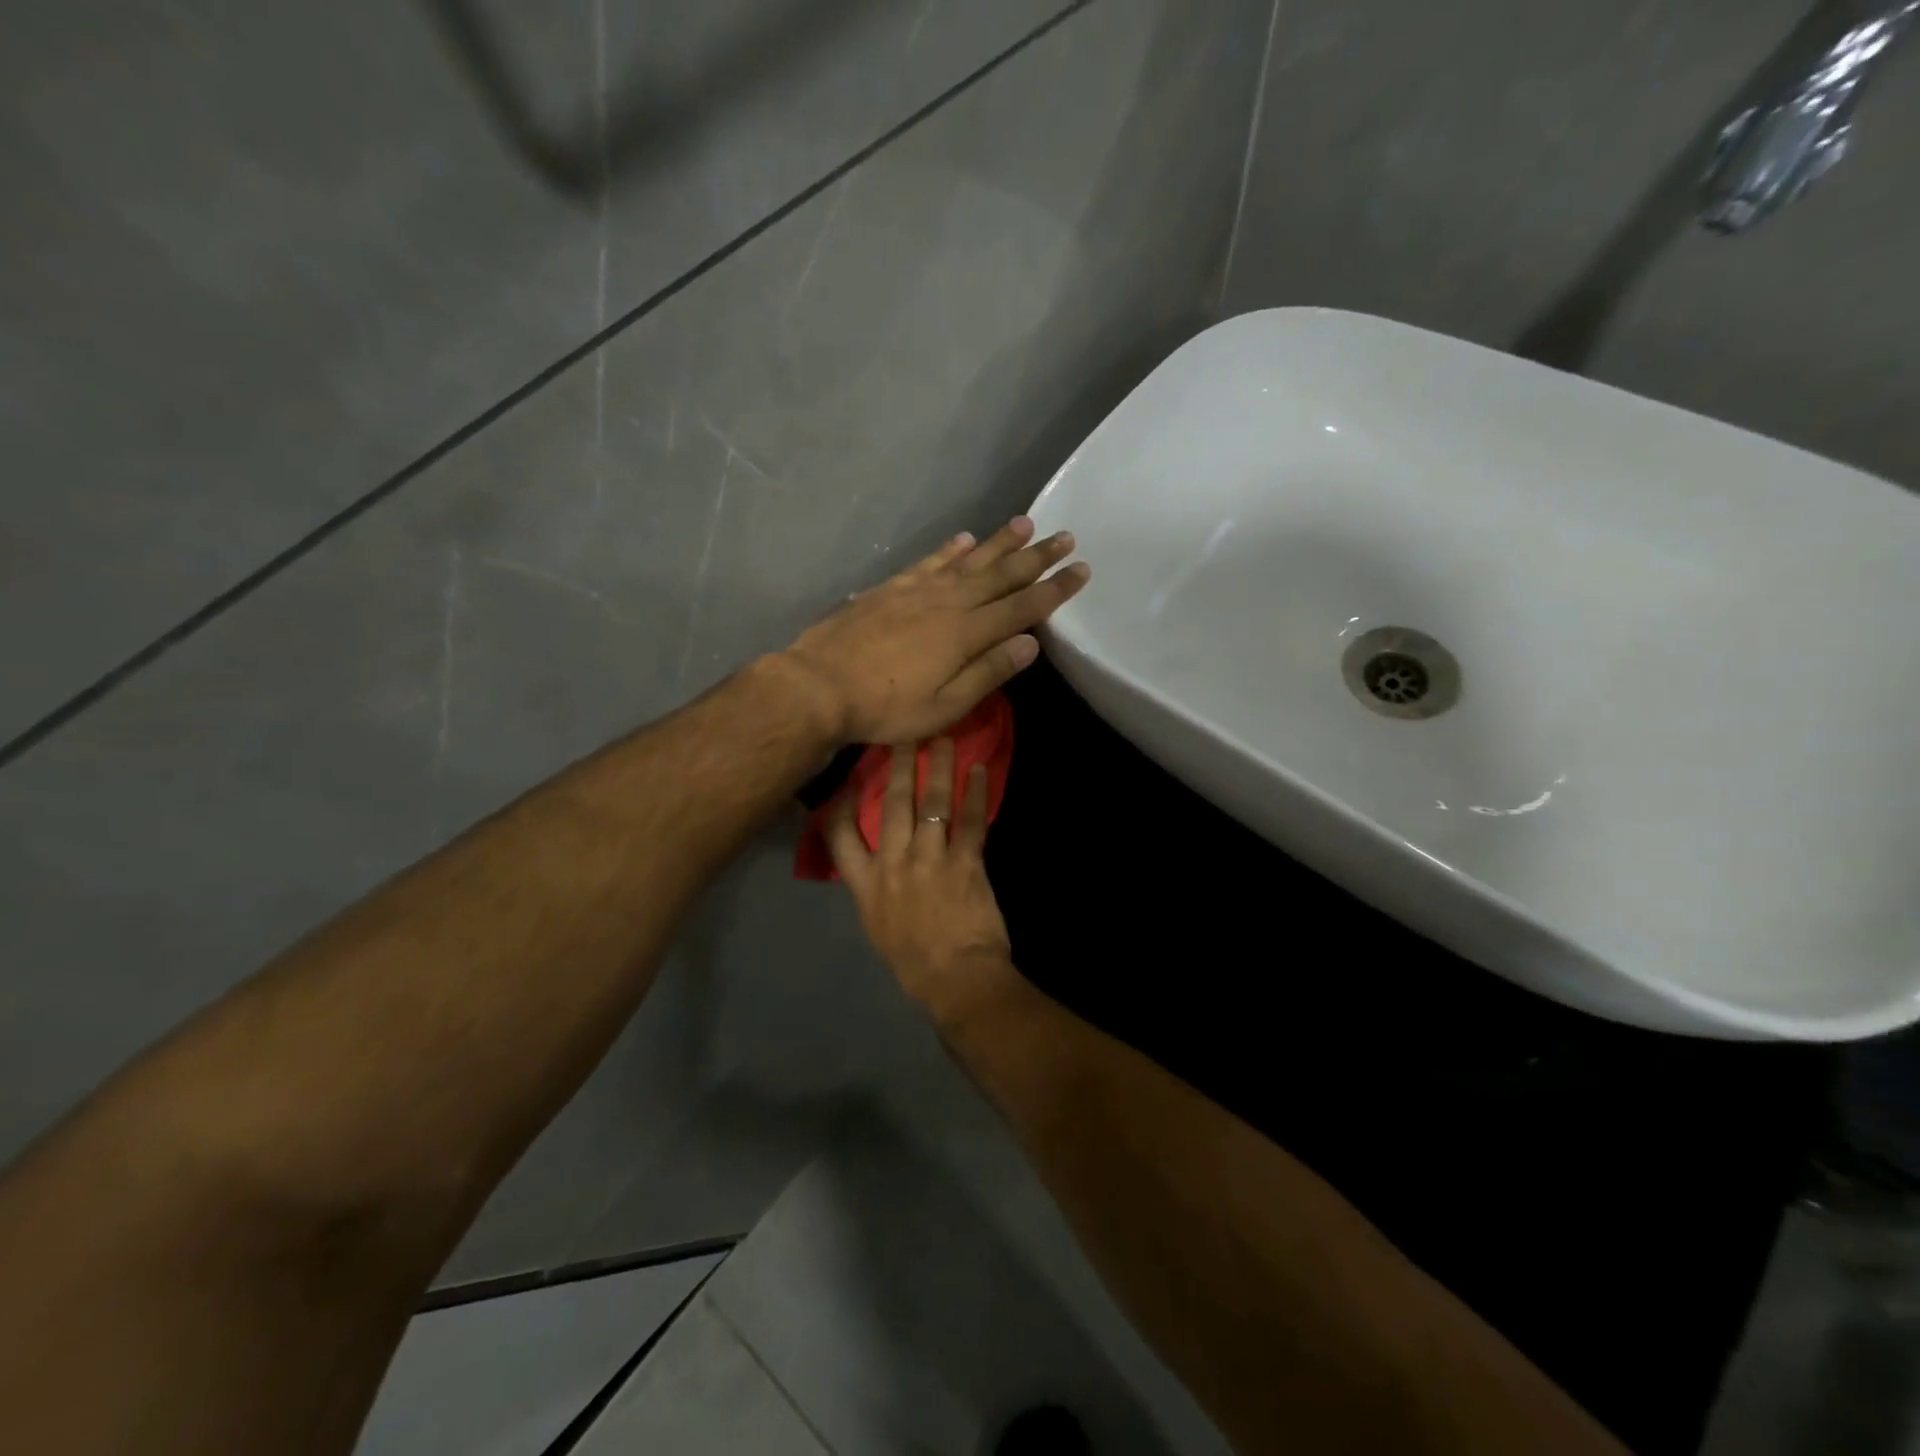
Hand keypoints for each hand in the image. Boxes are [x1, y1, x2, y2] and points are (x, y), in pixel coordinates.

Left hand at [781, 517, 1088, 744]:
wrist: (818, 685)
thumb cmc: (885, 707)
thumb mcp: (945, 706)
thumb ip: (988, 672)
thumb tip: (1031, 643)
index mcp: (966, 633)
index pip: (1022, 606)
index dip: (1054, 589)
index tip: (1081, 569)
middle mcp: (948, 601)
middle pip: (1001, 574)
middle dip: (1036, 557)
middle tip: (1065, 536)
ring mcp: (917, 590)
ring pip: (969, 560)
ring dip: (999, 543)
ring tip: (1025, 524)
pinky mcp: (890, 588)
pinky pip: (929, 561)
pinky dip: (950, 548)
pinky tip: (964, 538)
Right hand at [829, 736, 1019, 1026]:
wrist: (954, 981)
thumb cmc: (914, 963)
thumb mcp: (877, 925)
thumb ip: (874, 889)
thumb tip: (878, 863)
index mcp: (865, 884)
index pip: (839, 835)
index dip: (841, 801)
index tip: (848, 777)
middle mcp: (893, 864)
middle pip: (892, 805)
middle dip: (899, 766)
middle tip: (905, 734)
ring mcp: (929, 860)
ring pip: (932, 803)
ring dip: (938, 768)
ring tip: (944, 739)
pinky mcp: (965, 863)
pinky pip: (970, 820)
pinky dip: (976, 794)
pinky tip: (980, 771)